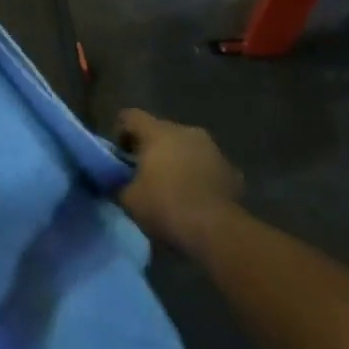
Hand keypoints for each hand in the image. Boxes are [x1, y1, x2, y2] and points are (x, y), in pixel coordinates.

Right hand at [114, 110, 243, 257]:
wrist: (216, 231)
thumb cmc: (165, 207)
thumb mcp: (129, 199)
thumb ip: (118, 183)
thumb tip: (116, 180)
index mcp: (159, 132)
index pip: (130, 116)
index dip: (120, 132)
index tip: (119, 155)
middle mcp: (187, 131)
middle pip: (161, 131)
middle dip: (151, 149)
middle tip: (143, 174)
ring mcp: (213, 149)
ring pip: (187, 147)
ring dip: (177, 161)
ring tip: (171, 188)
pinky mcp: (232, 170)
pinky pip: (207, 167)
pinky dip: (199, 176)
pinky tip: (195, 198)